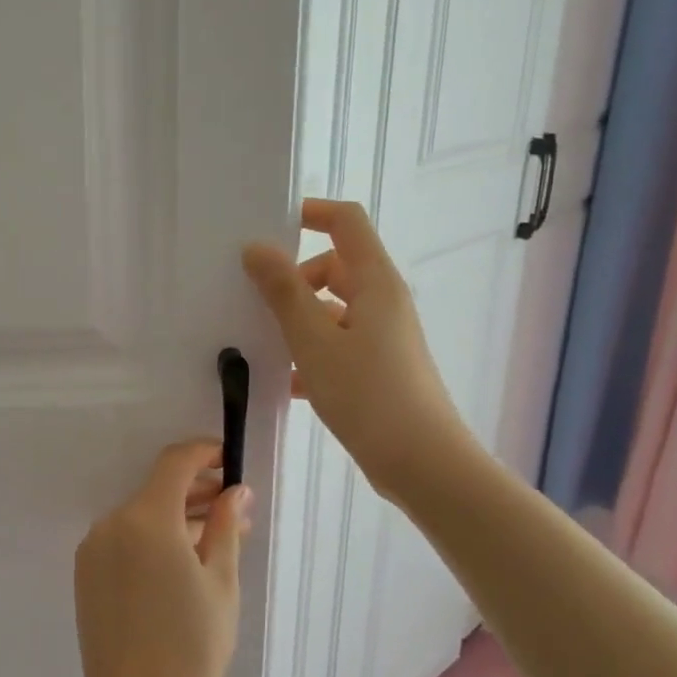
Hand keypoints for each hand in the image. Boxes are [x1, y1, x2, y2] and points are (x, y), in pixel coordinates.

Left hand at [73, 440, 251, 676]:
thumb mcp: (221, 583)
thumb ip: (225, 526)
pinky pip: (124, 538)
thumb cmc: (193, 647)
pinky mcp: (86, 571)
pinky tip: (182, 560)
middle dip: (196, 490)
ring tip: (216, 537)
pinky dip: (153, 537)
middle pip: (157, 489)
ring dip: (176, 517)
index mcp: (147, 519)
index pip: (175, 462)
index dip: (204, 453)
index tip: (230, 461)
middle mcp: (112, 522)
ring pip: (141, 515)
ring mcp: (94, 547)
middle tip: (235, 509)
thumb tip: (235, 490)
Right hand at [243, 198, 475, 501]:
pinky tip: (284, 382)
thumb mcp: (314, 340)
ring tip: (261, 345)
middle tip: (254, 303)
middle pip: (333, 267)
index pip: (346, 222)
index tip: (267, 228)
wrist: (422, 463)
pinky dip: (309, 354)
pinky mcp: (377, 368)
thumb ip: (283, 291)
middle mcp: (381, 302)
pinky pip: (335, 344)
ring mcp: (381, 336)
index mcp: (374, 282)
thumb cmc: (368, 394)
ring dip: (297, 321)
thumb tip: (256, 248)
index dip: (310, 213)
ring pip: (330, 310)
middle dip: (293, 280)